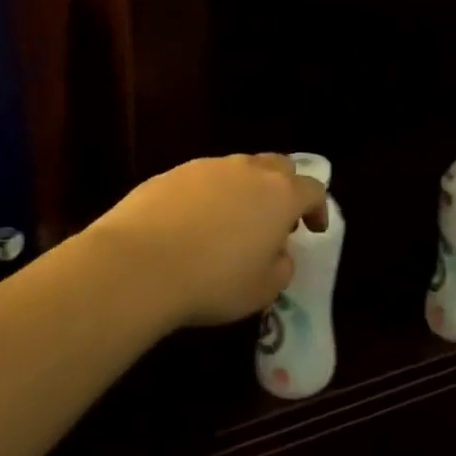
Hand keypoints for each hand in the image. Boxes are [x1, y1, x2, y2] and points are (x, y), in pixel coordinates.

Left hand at [87, 154, 327, 328]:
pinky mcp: (170, 174)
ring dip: (244, 191)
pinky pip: (201, 180)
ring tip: (231, 224)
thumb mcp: (263, 289)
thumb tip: (278, 254)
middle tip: (276, 220)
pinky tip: (192, 226)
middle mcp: (248, 171)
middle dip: (284, 188)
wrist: (137, 266)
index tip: (314, 230)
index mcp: (280, 195)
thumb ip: (281, 267)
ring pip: (237, 170)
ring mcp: (206, 168)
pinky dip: (207, 197)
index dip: (318, 209)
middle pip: (278, 166)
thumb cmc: (214, 282)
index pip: (313, 189)